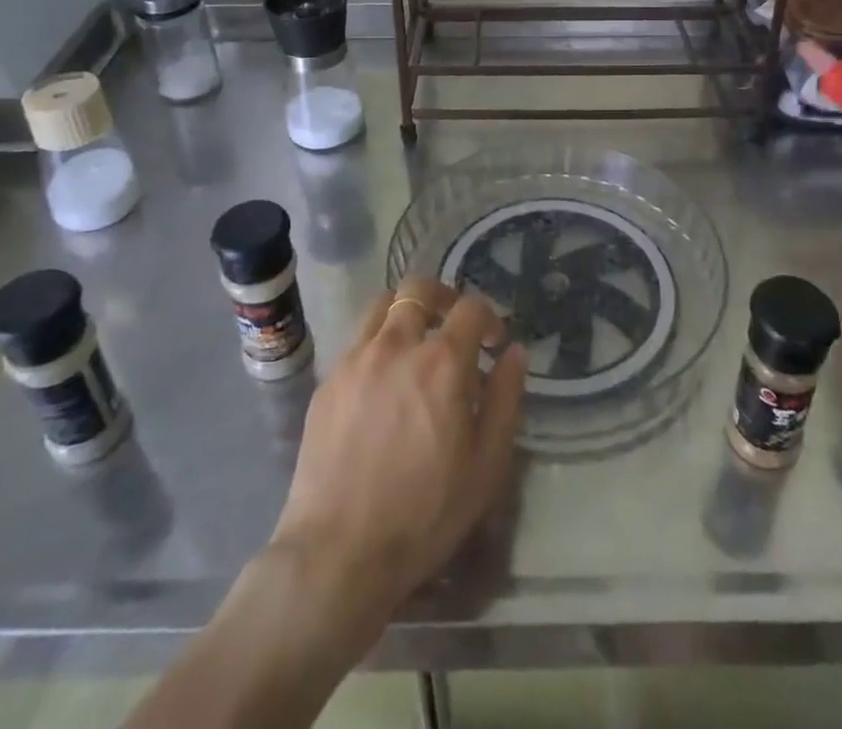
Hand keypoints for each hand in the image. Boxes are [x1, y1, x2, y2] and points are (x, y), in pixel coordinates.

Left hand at [267, 280, 526, 635]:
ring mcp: (356, 359)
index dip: (489, 317)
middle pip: (419, 289)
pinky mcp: (328, 380)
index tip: (493, 342)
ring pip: (382, 305)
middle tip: (453, 325)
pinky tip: (383, 383)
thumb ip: (506, 398)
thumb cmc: (425, 513)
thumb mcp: (486, 464)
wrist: (338, 552)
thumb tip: (514, 352)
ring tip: (415, 345)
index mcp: (442, 361)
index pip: (471, 307)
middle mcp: (397, 345)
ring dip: (406, 313)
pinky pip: (358, 341)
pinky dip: (378, 344)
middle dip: (443, 297)